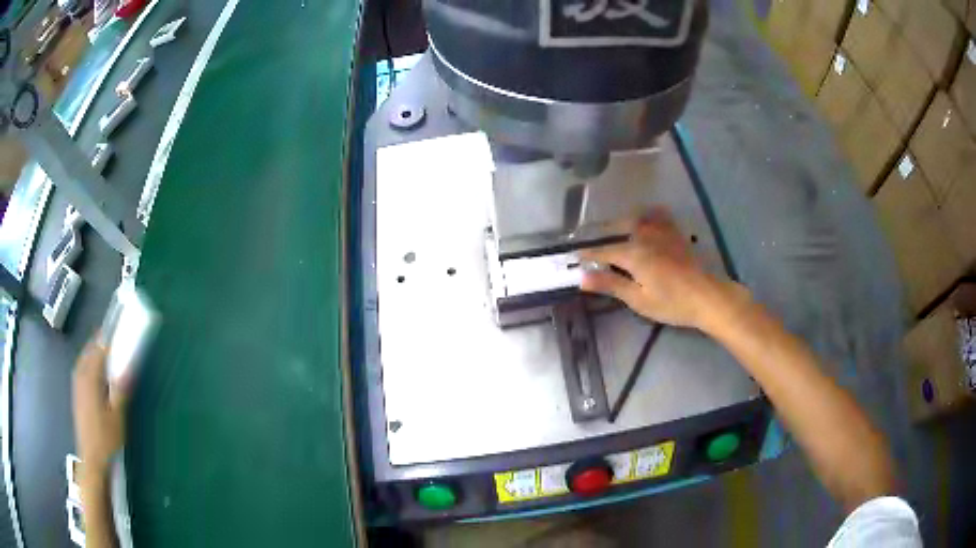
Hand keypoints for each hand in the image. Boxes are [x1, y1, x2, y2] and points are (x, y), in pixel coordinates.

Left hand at [72, 334, 127, 475]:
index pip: (99, 349)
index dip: (109, 337)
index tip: (119, 327)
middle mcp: (81, 376)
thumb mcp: (117, 416)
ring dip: (94, 351)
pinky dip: (90, 363)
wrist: (92, 459)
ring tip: (106, 351)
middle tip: (114, 337)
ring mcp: (77, 385)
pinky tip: (97, 372)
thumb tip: (130, 366)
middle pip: (90, 350)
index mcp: (90, 377)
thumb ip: (121, 390)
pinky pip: (82, 369)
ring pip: (85, 359)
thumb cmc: (106, 438)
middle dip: (100, 341)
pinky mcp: (77, 394)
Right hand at [579, 210, 744, 329]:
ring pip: (635, 218)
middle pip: (616, 230)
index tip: (574, 256)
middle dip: (601, 235)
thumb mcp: (638, 299)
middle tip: (591, 244)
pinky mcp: (675, 233)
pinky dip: (647, 214)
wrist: (707, 296)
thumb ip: (611, 284)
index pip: (603, 252)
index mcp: (633, 254)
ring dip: (621, 223)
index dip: (587, 255)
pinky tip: (645, 220)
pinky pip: (657, 215)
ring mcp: (661, 231)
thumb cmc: (671, 303)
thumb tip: (581, 277)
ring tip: (614, 232)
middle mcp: (644, 236)